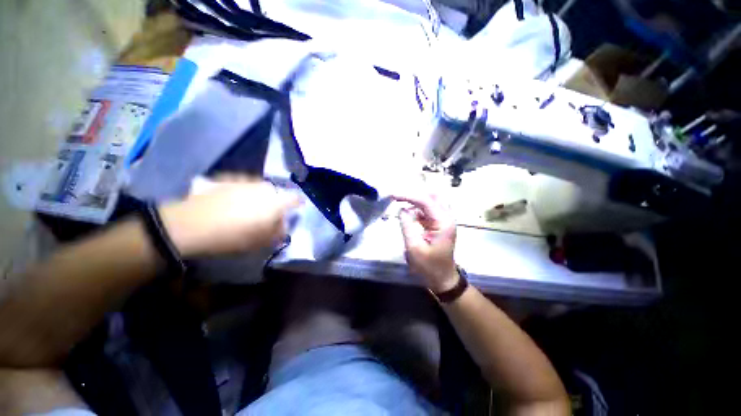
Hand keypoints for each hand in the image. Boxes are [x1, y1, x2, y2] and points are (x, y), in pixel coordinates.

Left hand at [158, 176, 301, 256]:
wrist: (191, 225)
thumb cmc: (234, 236)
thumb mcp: (262, 241)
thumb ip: (279, 232)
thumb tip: (283, 226)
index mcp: (276, 201)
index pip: (296, 198)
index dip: (299, 203)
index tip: (297, 209)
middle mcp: (264, 187)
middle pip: (277, 193)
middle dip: (276, 202)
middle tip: (268, 214)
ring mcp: (245, 181)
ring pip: (259, 188)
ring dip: (259, 197)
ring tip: (248, 209)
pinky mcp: (227, 179)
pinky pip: (242, 186)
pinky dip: (242, 193)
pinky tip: (231, 204)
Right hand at [393, 193, 457, 292]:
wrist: (442, 279)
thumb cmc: (429, 266)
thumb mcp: (414, 247)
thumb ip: (407, 225)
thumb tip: (401, 209)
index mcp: (443, 222)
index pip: (425, 201)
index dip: (408, 196)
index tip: (393, 195)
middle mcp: (446, 217)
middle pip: (432, 196)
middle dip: (414, 195)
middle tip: (398, 198)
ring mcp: (444, 220)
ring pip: (431, 201)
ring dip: (416, 202)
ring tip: (401, 204)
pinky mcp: (439, 224)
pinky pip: (428, 210)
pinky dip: (418, 209)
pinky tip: (409, 214)